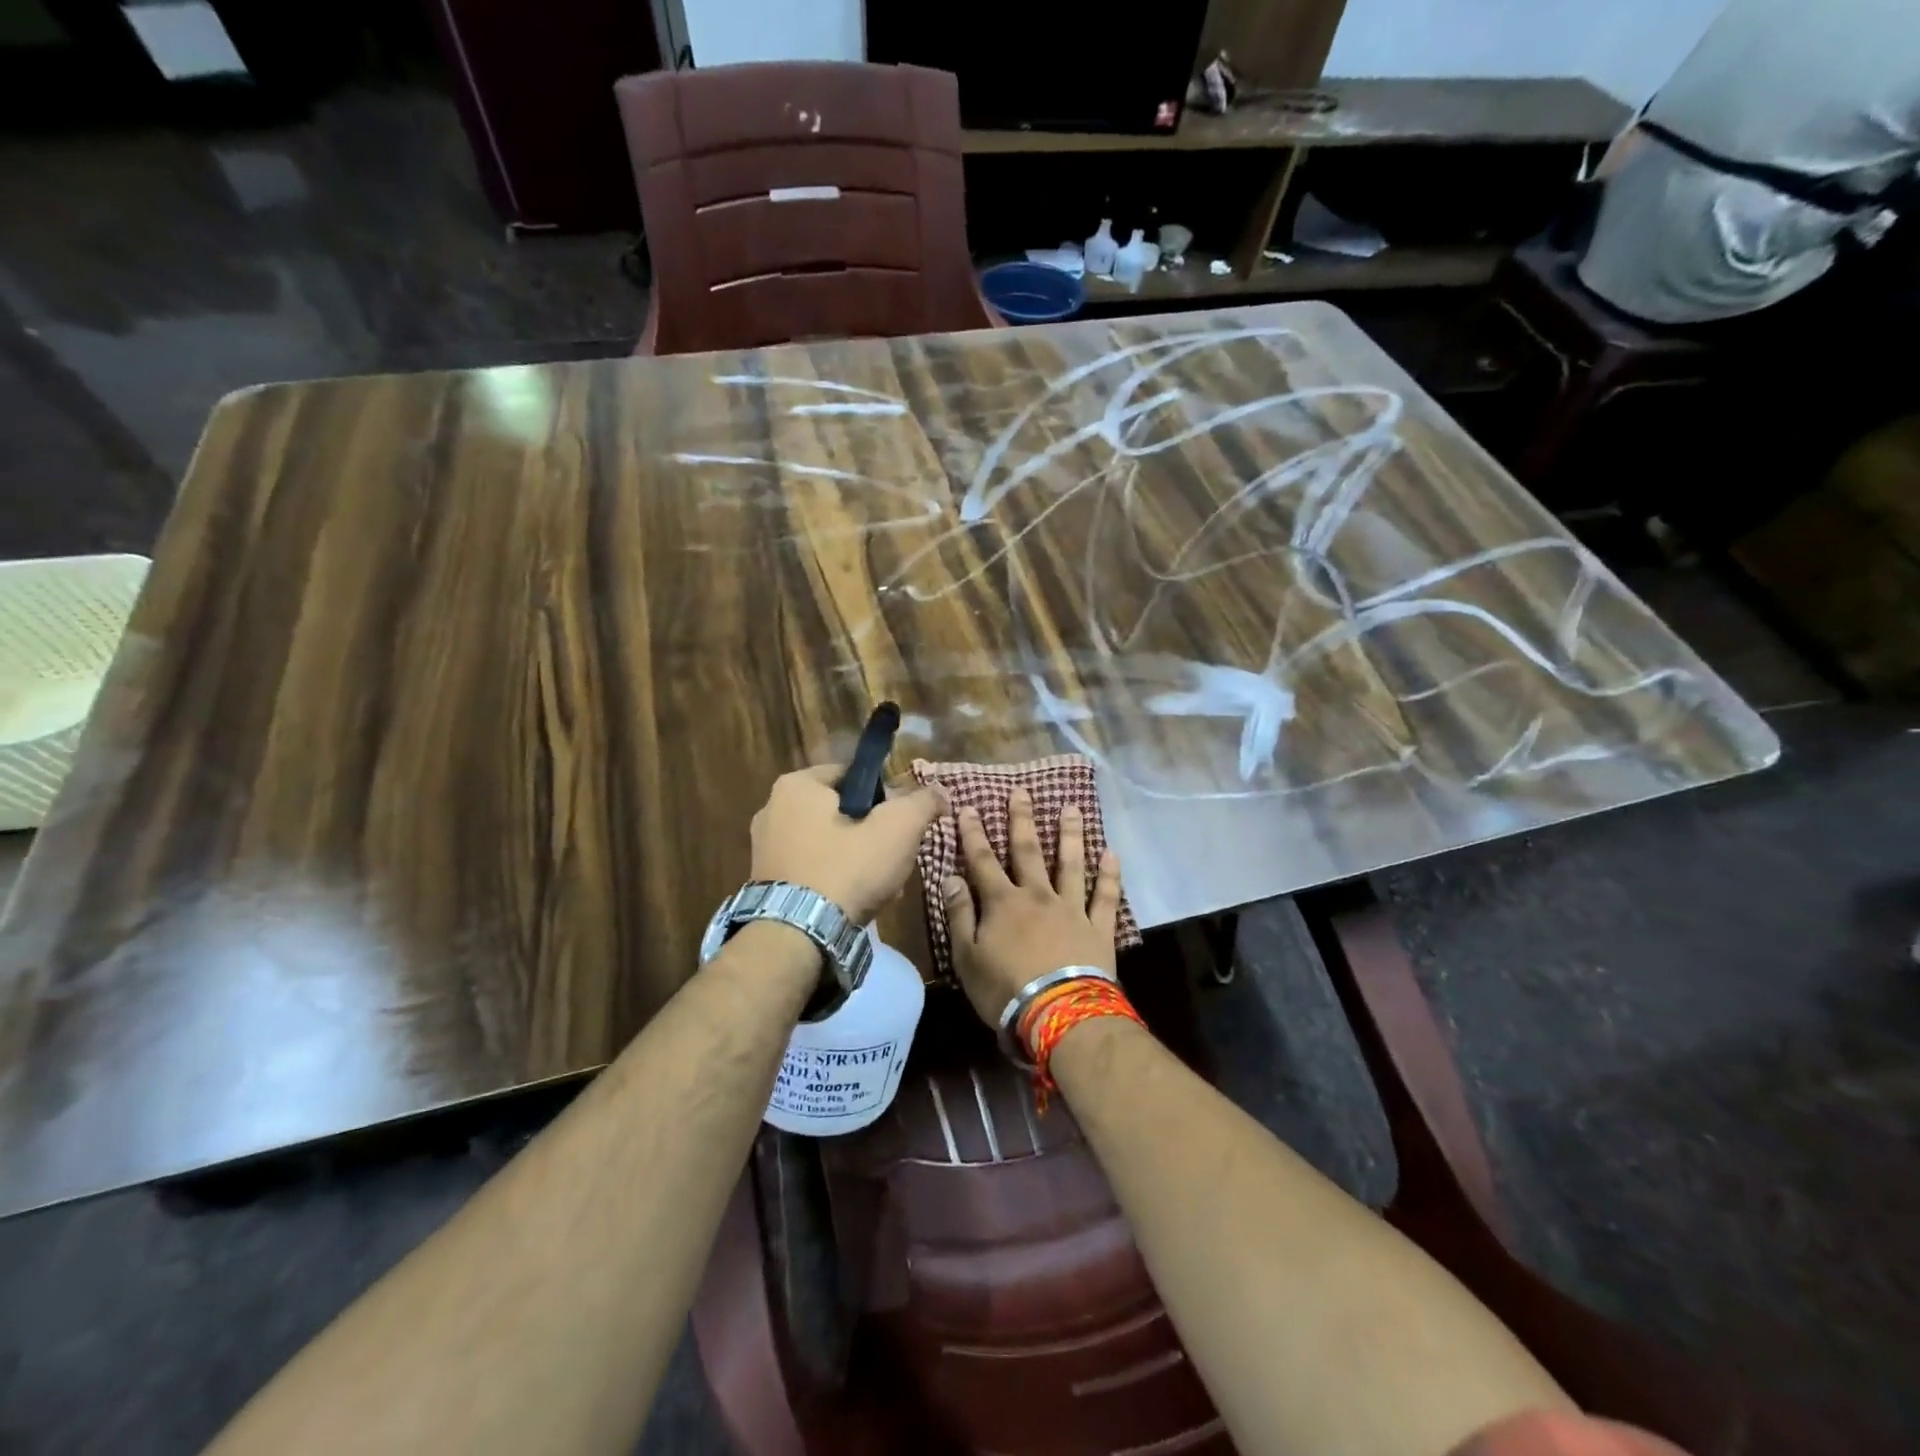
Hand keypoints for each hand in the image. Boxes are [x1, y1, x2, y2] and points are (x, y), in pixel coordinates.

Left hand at [750, 764, 947, 925]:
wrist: (797, 936)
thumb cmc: (847, 869)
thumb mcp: (898, 829)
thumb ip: (922, 803)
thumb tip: (939, 791)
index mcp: (797, 785)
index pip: (854, 775)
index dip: (886, 795)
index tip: (903, 822)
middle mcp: (772, 808)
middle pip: (842, 810)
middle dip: (873, 832)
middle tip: (896, 856)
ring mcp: (764, 846)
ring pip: (829, 841)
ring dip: (858, 857)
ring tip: (882, 885)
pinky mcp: (765, 879)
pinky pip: (811, 867)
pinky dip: (834, 877)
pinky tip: (855, 900)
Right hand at [941, 788, 1123, 1026]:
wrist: (1059, 1014)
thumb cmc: (1004, 990)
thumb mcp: (967, 957)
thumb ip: (960, 915)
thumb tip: (951, 877)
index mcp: (1003, 903)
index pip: (983, 861)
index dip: (974, 834)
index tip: (969, 807)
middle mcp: (1037, 896)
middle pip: (1028, 851)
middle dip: (1022, 820)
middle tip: (1022, 791)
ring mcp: (1071, 909)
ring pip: (1071, 864)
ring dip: (1070, 835)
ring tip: (1072, 808)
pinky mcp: (1098, 928)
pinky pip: (1105, 896)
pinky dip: (1109, 874)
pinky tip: (1111, 853)